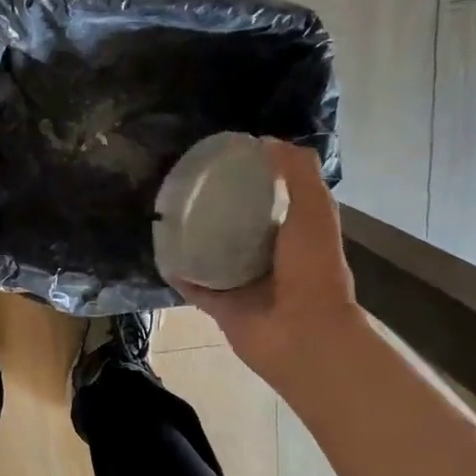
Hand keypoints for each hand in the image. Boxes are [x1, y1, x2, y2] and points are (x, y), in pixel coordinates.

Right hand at [178, 140, 362, 390]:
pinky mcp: (221, 307)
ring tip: (169, 214)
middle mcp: (269, 259)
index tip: (224, 163)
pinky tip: (161, 252)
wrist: (302, 334)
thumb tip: (265, 141)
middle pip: (238, 229)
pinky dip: (178, 272)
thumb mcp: (314, 208)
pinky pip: (194, 286)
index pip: (271, 203)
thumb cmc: (312, 269)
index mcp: (294, 236)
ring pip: (213, 257)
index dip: (252, 182)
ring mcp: (243, 285)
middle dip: (217, 210)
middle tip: (188, 187)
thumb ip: (297, 172)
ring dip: (194, 240)